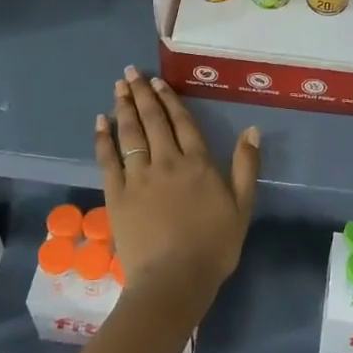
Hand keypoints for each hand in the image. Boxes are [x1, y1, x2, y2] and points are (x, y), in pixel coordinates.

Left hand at [94, 67, 260, 316]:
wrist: (175, 279)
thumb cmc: (214, 246)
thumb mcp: (242, 207)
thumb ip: (247, 166)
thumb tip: (252, 129)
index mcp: (198, 163)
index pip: (182, 122)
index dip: (169, 100)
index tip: (158, 82)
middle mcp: (167, 161)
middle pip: (153, 120)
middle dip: (142, 93)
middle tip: (130, 73)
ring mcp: (139, 176)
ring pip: (130, 133)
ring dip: (123, 107)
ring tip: (118, 87)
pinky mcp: (117, 194)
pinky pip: (108, 159)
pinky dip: (103, 138)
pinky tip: (99, 122)